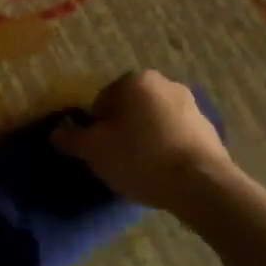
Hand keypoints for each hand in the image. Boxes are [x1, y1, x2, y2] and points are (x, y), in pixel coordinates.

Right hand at [51, 70, 231, 212]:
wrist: (200, 184)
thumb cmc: (139, 158)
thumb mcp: (93, 150)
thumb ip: (70, 138)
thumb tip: (56, 132)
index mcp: (136, 81)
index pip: (102, 100)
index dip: (95, 127)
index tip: (99, 150)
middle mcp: (166, 84)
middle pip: (130, 108)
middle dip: (122, 130)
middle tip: (117, 159)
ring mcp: (192, 106)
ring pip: (154, 121)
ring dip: (144, 138)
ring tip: (141, 168)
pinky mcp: (209, 129)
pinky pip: (175, 135)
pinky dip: (166, 148)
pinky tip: (163, 171)